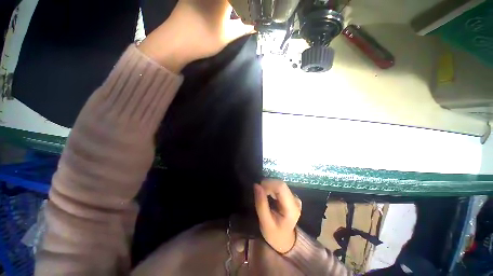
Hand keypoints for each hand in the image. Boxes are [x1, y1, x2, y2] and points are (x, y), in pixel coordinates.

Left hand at [138, 0, 252, 72]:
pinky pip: (210, 0)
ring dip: (230, 6)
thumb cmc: (203, 38)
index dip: (248, 5)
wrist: (175, 41)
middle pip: (230, 0)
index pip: (241, 1)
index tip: (253, 11)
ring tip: (237, 13)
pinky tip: (222, 10)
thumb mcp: (227, 35)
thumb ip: (243, 28)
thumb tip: (256, 25)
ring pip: (222, 1)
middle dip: (241, 5)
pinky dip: (220, 5)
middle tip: (245, 12)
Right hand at [254, 179, 301, 253]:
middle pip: (281, 184)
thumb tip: (256, 185)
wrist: (284, 240)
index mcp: (291, 208)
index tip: (258, 188)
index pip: (281, 187)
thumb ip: (261, 203)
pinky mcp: (291, 195)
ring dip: (269, 186)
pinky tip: (269, 195)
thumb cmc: (274, 234)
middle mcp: (295, 200)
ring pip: (280, 183)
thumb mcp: (265, 222)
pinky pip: (280, 186)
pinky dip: (272, 187)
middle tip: (259, 192)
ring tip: (263, 195)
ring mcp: (295, 197)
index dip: (268, 184)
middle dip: (268, 185)